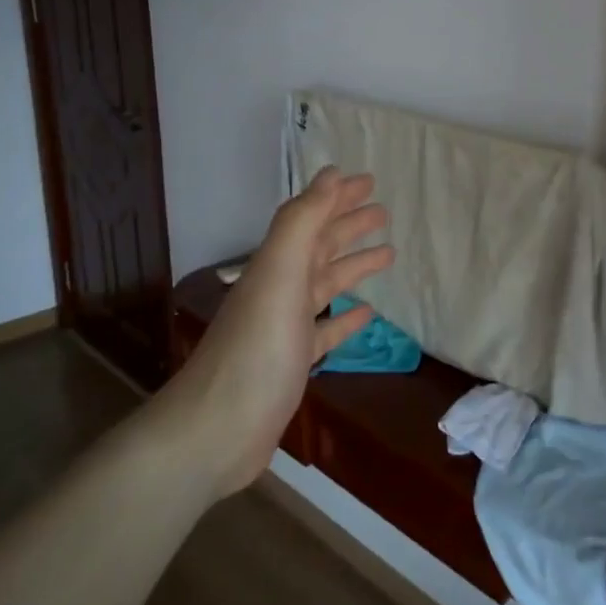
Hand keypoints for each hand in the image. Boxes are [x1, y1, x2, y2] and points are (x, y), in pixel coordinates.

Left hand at [172, 167, 393, 498]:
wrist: (217, 431)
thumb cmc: (256, 348)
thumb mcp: (279, 274)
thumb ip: (303, 222)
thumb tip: (329, 173)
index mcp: (277, 265)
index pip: (311, 218)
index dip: (337, 197)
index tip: (369, 181)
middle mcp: (279, 289)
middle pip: (319, 248)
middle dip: (349, 226)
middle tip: (384, 213)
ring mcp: (285, 328)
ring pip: (325, 285)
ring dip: (354, 267)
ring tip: (388, 255)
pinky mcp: (293, 363)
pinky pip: (325, 330)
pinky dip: (346, 318)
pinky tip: (367, 314)